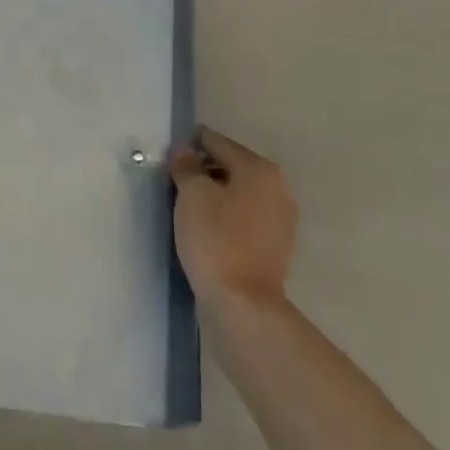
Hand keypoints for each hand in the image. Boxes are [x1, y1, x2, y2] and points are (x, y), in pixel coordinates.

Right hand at [170, 127, 296, 311]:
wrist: (243, 306)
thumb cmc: (216, 239)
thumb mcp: (192, 194)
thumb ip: (186, 165)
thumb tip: (185, 151)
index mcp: (260, 169)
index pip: (218, 143)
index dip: (190, 145)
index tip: (168, 154)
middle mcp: (277, 188)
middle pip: (231, 167)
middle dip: (203, 171)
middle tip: (174, 182)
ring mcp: (280, 220)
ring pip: (237, 194)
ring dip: (214, 196)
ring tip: (185, 207)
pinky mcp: (274, 248)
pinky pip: (243, 219)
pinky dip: (225, 218)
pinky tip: (204, 229)